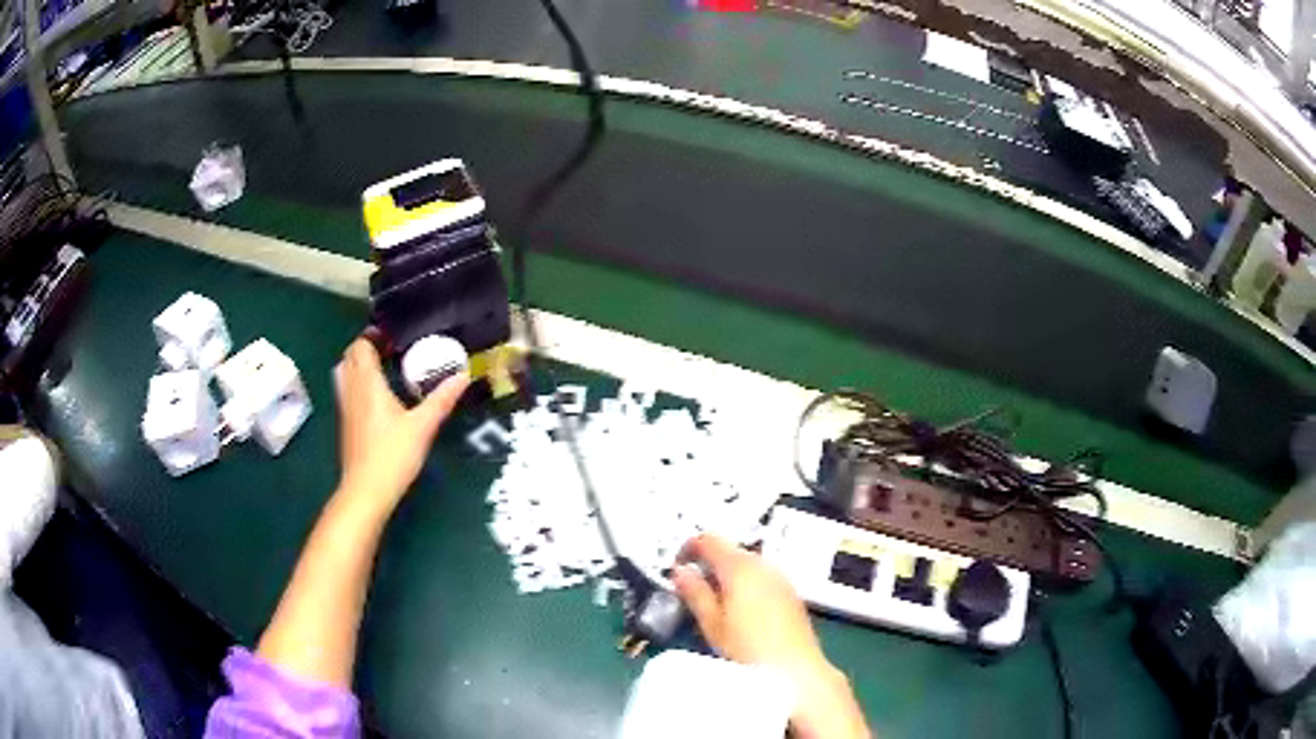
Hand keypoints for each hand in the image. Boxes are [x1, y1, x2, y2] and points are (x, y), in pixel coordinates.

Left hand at [333, 335, 469, 510]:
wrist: (366, 490)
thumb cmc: (393, 455)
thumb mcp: (422, 426)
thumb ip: (441, 399)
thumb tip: (463, 376)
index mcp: (368, 383)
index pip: (361, 346)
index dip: (373, 336)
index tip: (393, 336)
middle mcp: (352, 390)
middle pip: (349, 356)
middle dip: (366, 347)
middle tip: (390, 349)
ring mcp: (346, 407)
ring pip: (344, 373)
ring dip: (358, 364)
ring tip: (381, 368)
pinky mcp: (346, 423)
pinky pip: (347, 390)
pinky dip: (357, 382)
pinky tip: (375, 395)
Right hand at [673, 534, 870, 738]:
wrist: (795, 669)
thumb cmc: (746, 648)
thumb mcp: (711, 624)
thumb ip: (695, 593)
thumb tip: (679, 571)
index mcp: (739, 567)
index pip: (708, 539)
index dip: (688, 548)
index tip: (676, 568)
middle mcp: (762, 564)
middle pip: (729, 550)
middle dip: (708, 563)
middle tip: (692, 589)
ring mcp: (780, 577)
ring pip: (747, 564)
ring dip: (728, 574)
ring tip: (714, 603)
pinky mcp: (790, 592)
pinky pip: (762, 577)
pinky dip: (746, 584)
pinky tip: (740, 611)